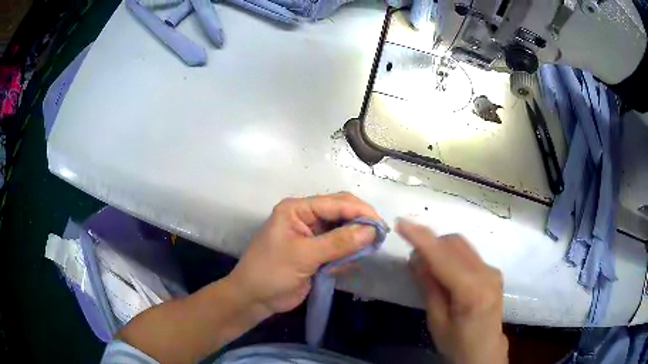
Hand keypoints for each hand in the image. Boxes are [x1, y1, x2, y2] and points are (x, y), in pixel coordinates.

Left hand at [227, 193, 381, 316]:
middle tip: (380, 236)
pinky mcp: (316, 252)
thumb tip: (371, 231)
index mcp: (297, 209)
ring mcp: (312, 235)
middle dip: (360, 222)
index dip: (360, 211)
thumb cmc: (271, 272)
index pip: (335, 203)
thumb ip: (338, 243)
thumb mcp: (304, 256)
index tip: (381, 225)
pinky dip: (348, 252)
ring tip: (371, 248)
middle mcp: (306, 217)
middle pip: (341, 212)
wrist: (255, 298)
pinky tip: (355, 259)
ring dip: (356, 238)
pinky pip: (339, 247)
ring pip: (342, 230)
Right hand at [397, 219, 507, 363]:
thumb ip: (429, 287)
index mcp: (472, 291)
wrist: (485, 351)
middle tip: (412, 260)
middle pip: (455, 243)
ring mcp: (492, 270)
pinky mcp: (493, 271)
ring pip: (462, 245)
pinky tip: (444, 272)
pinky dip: (451, 255)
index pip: (444, 258)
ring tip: (426, 266)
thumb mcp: (437, 321)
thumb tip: (417, 258)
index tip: (402, 223)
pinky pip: (468, 253)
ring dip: (440, 248)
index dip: (422, 239)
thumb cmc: (457, 343)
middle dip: (430, 243)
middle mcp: (487, 274)